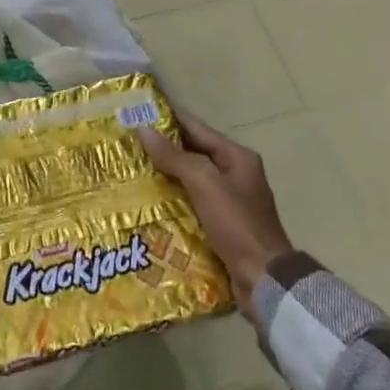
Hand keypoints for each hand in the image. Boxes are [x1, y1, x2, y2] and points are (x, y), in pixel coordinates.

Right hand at [139, 112, 292, 310]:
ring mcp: (228, 202)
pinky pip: (190, 204)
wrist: (263, 279)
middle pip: (193, 154)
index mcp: (237, 158)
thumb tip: (143, 130)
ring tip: (129, 171)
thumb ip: (175, 156)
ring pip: (189, 180)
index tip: (139, 110)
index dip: (169, 118)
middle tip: (126, 143)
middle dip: (162, 149)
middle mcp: (234, 175)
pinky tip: (146, 203)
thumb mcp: (205, 183)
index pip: (197, 129)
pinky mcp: (221, 226)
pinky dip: (170, 201)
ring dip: (163, 176)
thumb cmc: (237, 224)